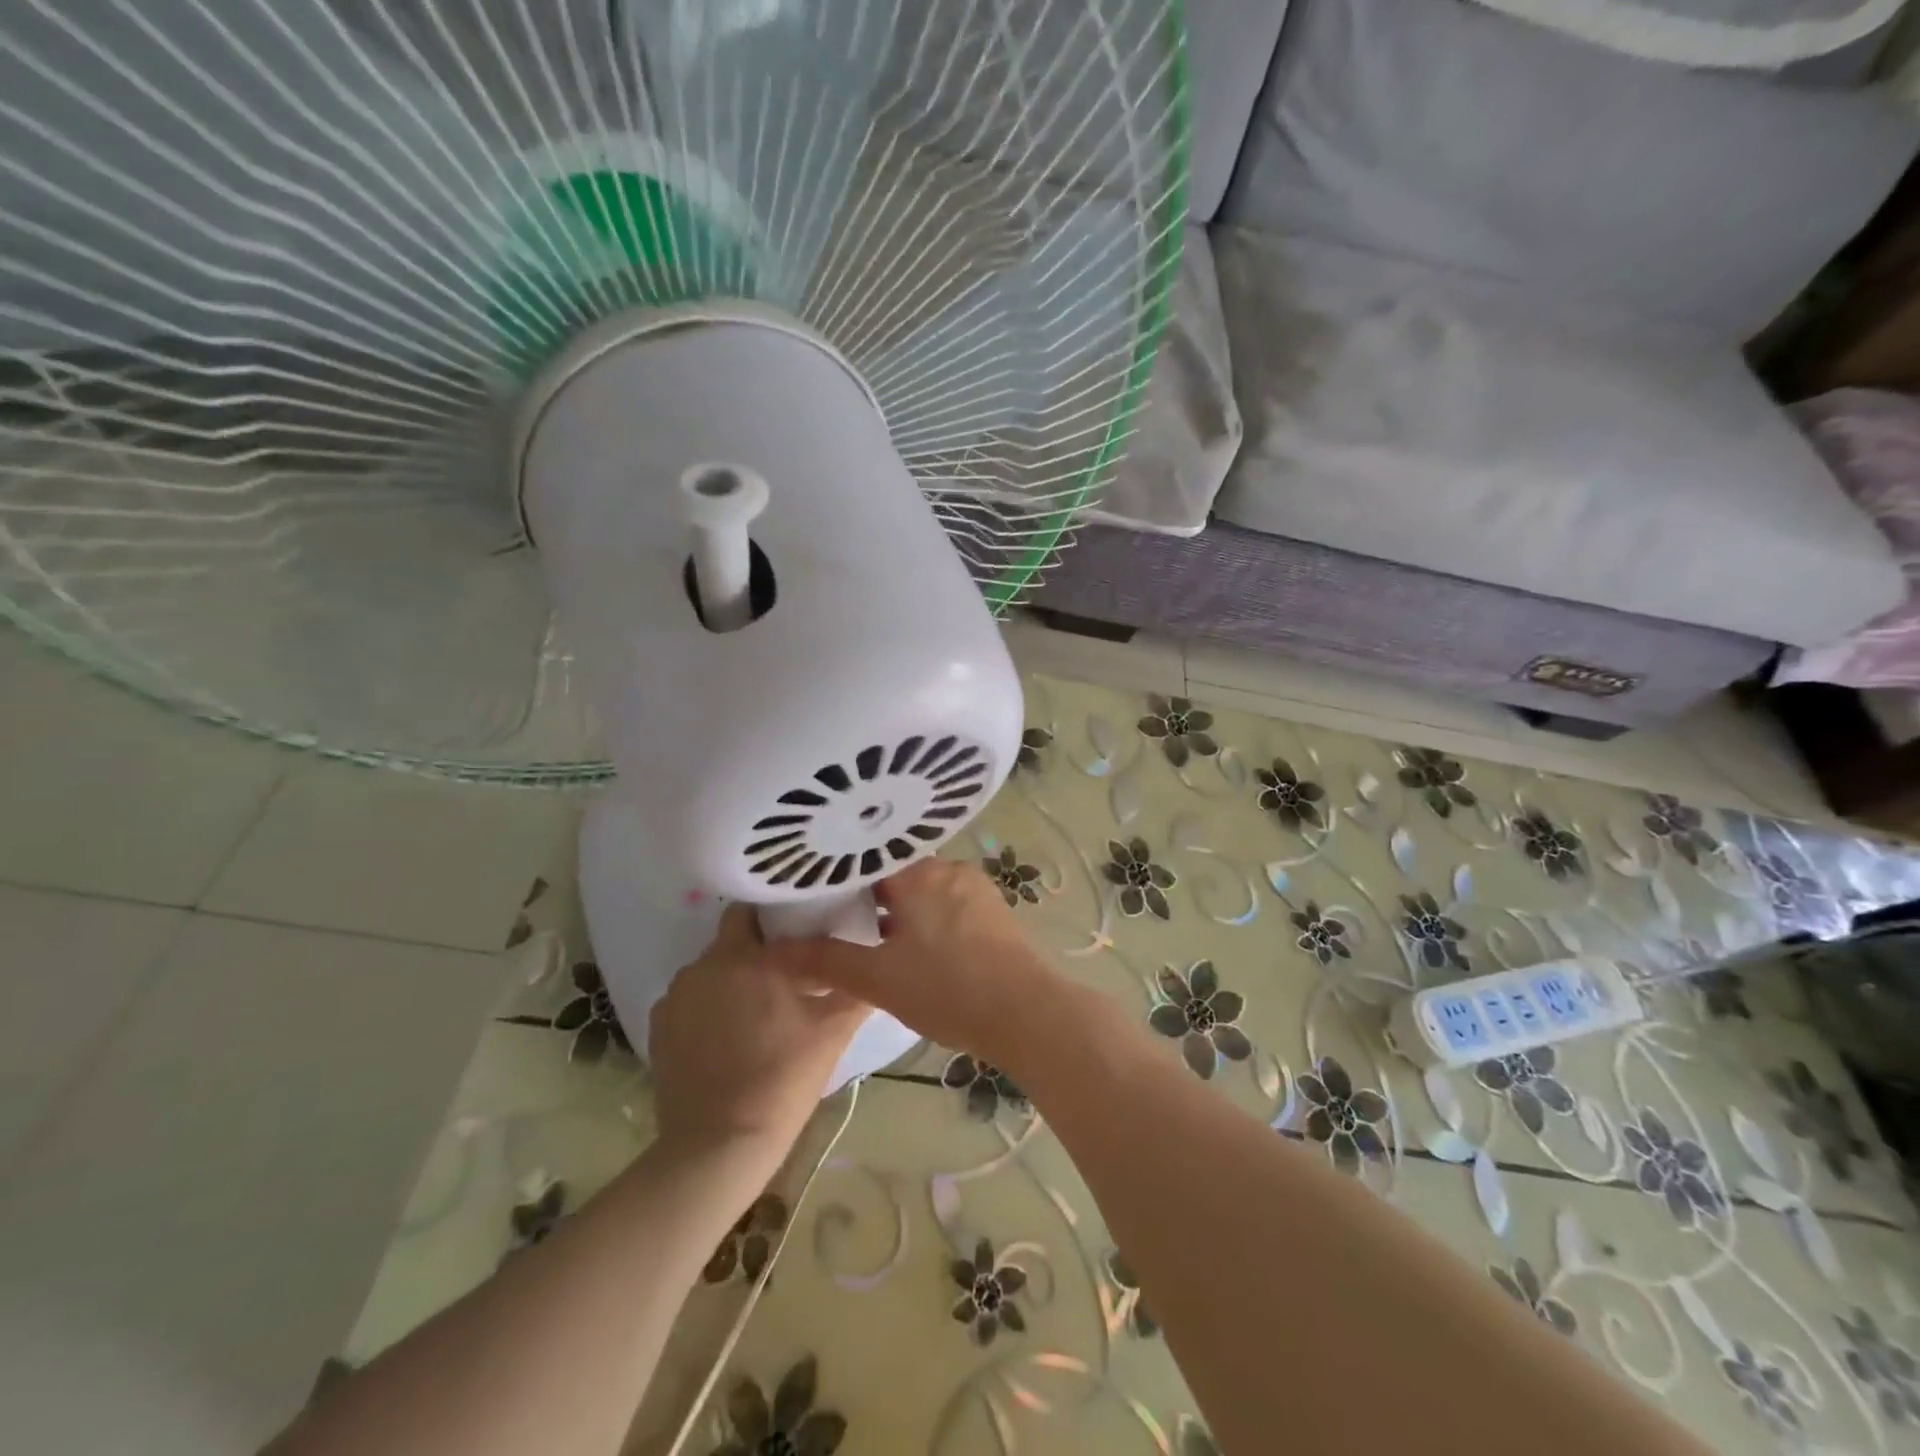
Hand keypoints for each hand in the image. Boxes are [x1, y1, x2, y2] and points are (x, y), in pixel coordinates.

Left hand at [649, 904, 869, 1166]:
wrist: (718, 1145)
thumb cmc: (782, 1079)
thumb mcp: (832, 1031)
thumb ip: (856, 988)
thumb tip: (872, 961)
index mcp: (749, 956)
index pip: (759, 909)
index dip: (781, 915)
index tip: (802, 930)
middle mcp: (706, 964)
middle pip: (733, 934)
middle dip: (757, 944)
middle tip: (786, 969)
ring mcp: (676, 995)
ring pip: (711, 967)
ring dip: (732, 976)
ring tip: (757, 1006)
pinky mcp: (658, 1026)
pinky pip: (689, 998)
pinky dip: (707, 1005)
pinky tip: (726, 1035)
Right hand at [772, 858, 1062, 1075]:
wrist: (1026, 1014)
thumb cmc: (946, 989)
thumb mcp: (877, 979)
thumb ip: (824, 961)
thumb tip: (773, 952)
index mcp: (918, 872)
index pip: (865, 861)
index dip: (837, 881)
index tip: (814, 901)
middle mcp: (948, 868)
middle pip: (896, 875)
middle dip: (870, 900)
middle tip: (840, 926)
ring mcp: (976, 888)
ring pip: (924, 891)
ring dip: (902, 913)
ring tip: (875, 942)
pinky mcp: (994, 912)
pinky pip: (949, 905)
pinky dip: (928, 921)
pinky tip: (919, 952)